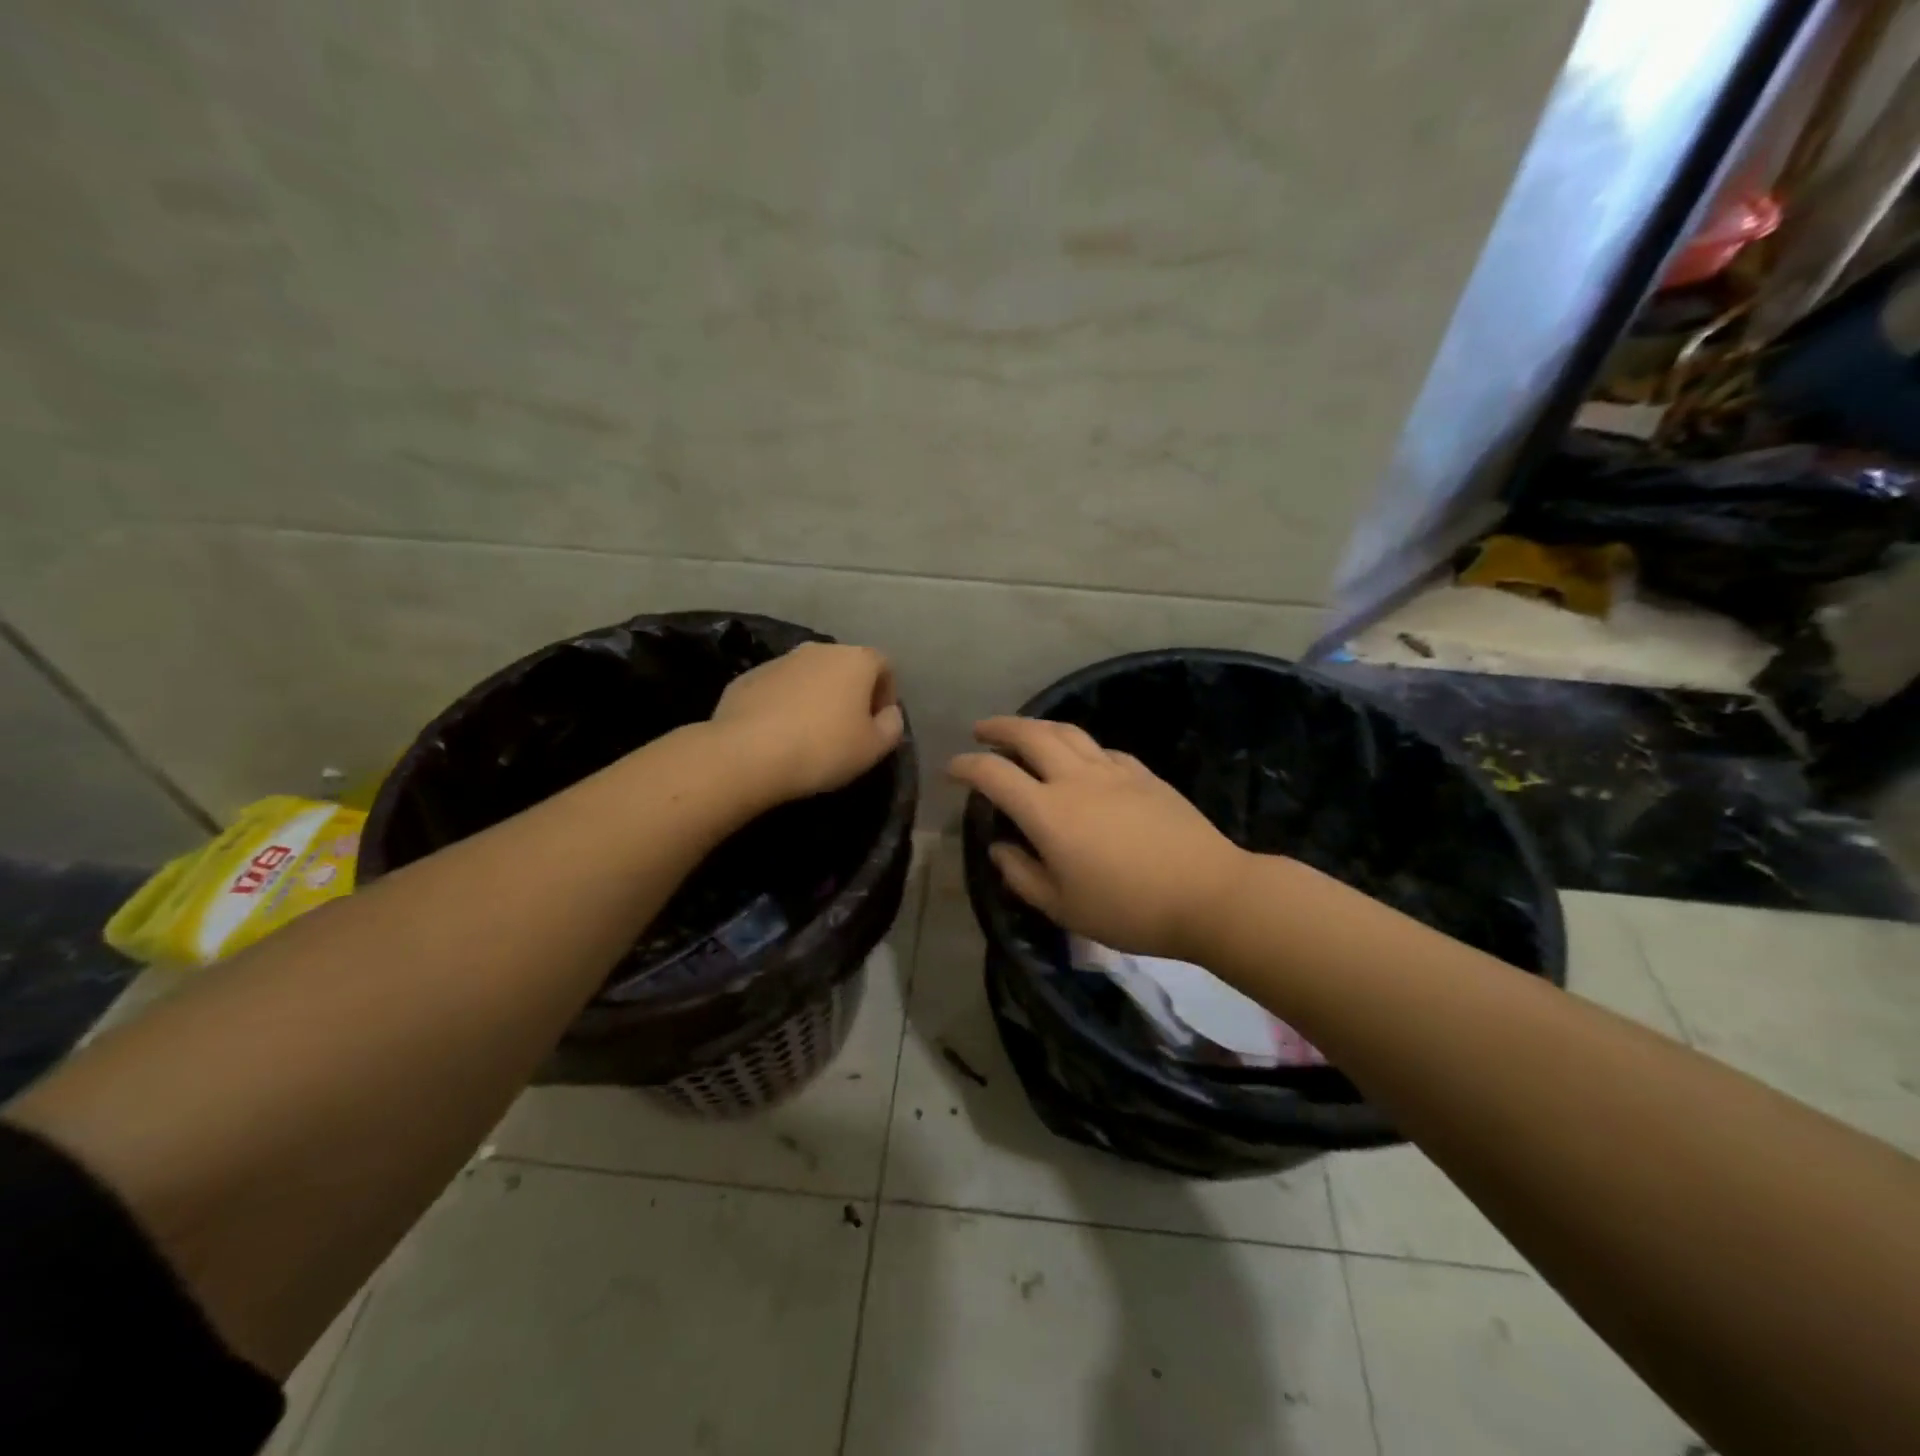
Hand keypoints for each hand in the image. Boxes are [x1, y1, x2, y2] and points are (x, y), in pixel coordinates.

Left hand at [711, 642, 904, 803]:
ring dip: (816, 698)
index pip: (884, 665)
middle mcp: (818, 650)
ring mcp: (779, 661)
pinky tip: (779, 736)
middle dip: (850, 693)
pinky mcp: (747, 678)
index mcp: (855, 660)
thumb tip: (889, 714)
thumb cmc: (824, 749)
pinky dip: (785, 705)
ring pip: (809, 676)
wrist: (747, 753)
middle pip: (844, 667)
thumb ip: (891, 726)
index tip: (879, 724)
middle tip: (847, 730)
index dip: (887, 693)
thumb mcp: (874, 748)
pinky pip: (778, 689)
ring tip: (810, 735)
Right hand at [949, 717, 1249, 962]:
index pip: (994, 774)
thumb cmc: (1128, 909)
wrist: (1208, 893)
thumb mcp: (1062, 906)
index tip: (952, 768)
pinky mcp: (1143, 774)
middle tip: (982, 731)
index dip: (966, 766)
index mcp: (1048, 811)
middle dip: (1000, 728)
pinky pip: (1101, 749)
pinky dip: (1079, 747)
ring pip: (1067, 733)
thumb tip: (999, 848)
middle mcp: (1076, 779)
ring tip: (1024, 732)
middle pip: (1030, 735)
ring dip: (1037, 726)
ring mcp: (1113, 772)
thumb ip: (1022, 874)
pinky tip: (1080, 759)